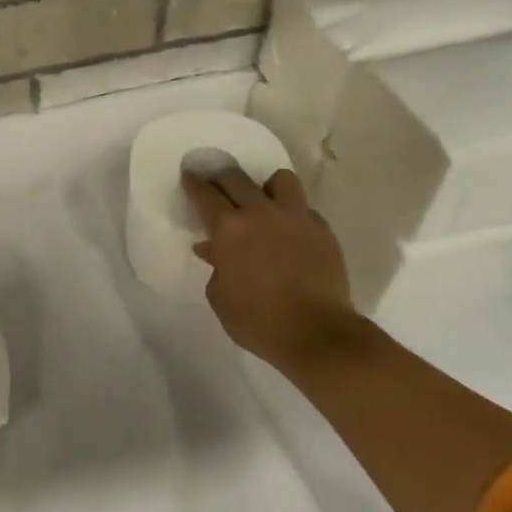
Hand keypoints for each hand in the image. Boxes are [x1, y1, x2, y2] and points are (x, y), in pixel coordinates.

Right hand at [182, 166, 360, 377]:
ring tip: (262, 201)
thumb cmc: (259, 321)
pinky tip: (289, 232)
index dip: (194, 183)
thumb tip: (212, 249)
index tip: (189, 176)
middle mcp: (260, 213)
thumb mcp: (220, 297)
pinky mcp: (322, 231)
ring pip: (280, 180)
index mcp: (229, 228)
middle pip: (236, 177)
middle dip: (220, 176)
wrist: (318, 335)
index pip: (205, 194)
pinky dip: (292, 215)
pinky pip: (304, 209)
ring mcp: (295, 218)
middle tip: (215, 182)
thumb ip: (215, 266)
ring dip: (265, 186)